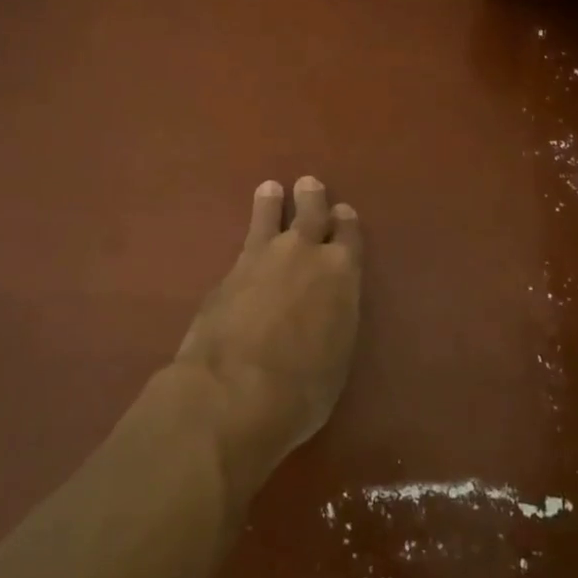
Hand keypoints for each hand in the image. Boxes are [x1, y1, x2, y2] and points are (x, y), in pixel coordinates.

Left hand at [173, 177, 362, 497]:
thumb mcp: (335, 357)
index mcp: (342, 273)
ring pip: (270, 217)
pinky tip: (247, 238)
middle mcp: (305, 254)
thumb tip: (324, 310)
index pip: (349, 236)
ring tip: (270, 189)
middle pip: (311, 214)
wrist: (234, 391)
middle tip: (308, 185)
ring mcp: (263, 258)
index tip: (343, 212)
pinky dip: (249, 233)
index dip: (346, 223)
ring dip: (272, 203)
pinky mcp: (228, 272)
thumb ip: (333, 320)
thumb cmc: (301, 390)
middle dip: (312, 199)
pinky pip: (245, 242)